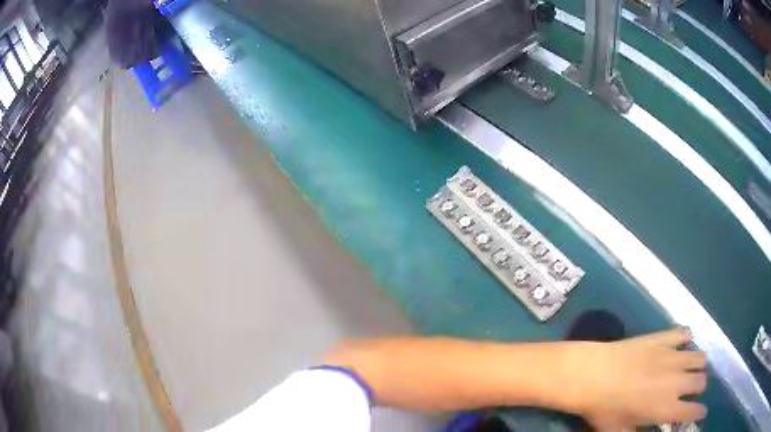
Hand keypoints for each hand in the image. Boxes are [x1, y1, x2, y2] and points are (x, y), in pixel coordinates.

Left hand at [558, 328, 707, 429]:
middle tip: (691, 390)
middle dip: (699, 388)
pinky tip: (681, 343)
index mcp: (667, 408)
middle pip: (701, 381)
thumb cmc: (604, 410)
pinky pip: (683, 333)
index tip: (701, 412)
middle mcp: (677, 380)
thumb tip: (652, 429)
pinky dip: (685, 339)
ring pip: (699, 356)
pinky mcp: (663, 337)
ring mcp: (673, 355)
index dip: (699, 412)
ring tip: (690, 368)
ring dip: (697, 364)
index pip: (693, 411)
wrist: (593, 375)